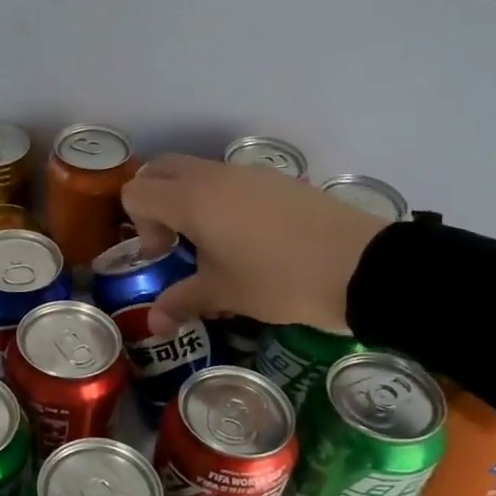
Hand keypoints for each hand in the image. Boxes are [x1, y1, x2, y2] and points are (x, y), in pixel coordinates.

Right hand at [120, 154, 391, 336]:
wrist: (359, 266)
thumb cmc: (278, 280)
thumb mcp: (223, 294)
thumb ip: (181, 302)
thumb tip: (154, 324)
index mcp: (191, 199)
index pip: (136, 192)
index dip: (140, 225)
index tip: (166, 257)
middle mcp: (214, 176)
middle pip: (161, 170)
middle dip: (155, 203)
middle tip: (176, 242)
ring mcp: (248, 173)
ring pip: (198, 173)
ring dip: (189, 202)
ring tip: (214, 246)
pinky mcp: (277, 180)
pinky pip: (231, 180)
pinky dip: (221, 201)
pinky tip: (249, 240)